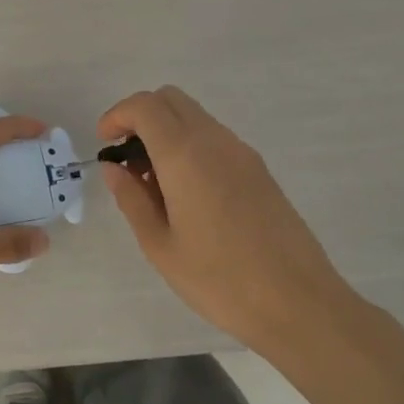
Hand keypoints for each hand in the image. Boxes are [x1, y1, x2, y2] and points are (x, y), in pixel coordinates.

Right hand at [97, 86, 351, 351]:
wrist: (298, 304)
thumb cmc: (218, 279)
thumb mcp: (159, 244)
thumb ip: (131, 198)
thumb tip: (113, 167)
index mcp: (185, 155)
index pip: (145, 106)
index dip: (117, 116)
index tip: (105, 145)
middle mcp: (215, 141)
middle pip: (171, 99)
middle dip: (140, 117)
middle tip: (126, 159)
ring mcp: (242, 153)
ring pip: (194, 117)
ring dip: (166, 132)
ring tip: (154, 184)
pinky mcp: (259, 170)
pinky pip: (214, 138)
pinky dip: (189, 147)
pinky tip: (185, 194)